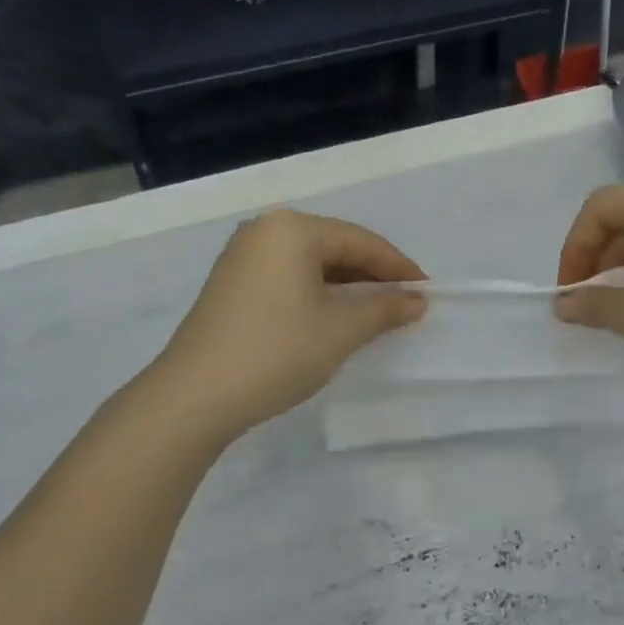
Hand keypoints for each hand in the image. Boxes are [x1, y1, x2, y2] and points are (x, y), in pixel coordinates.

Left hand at [149, 211, 426, 442]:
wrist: (196, 395)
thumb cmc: (278, 352)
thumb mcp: (341, 331)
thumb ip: (384, 309)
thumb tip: (416, 300)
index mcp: (293, 229)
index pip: (360, 241)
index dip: (398, 267)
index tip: (426, 292)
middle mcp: (265, 231)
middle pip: (334, 246)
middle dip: (372, 276)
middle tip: (404, 303)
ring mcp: (242, 257)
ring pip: (310, 264)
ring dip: (345, 286)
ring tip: (374, 313)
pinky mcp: (231, 284)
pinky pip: (287, 277)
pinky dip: (316, 294)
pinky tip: (332, 317)